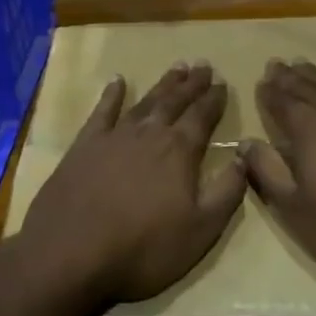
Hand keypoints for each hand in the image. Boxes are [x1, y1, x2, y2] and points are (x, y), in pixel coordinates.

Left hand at [18, 63, 247, 307]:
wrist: (71, 251)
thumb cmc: (143, 248)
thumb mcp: (200, 231)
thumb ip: (226, 192)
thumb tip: (243, 157)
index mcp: (179, 152)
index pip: (203, 117)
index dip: (214, 100)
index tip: (223, 83)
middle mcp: (149, 134)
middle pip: (175, 102)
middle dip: (192, 84)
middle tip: (203, 64)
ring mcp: (114, 136)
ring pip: (145, 102)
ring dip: (162, 84)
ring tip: (176, 67)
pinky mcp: (85, 145)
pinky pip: (102, 111)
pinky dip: (112, 94)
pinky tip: (118, 80)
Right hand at [241, 61, 315, 297]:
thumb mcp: (296, 211)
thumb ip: (268, 172)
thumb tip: (245, 142)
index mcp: (311, 131)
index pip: (283, 102)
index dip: (270, 92)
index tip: (261, 81)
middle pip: (310, 89)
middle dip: (290, 78)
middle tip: (277, 64)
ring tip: (305, 66)